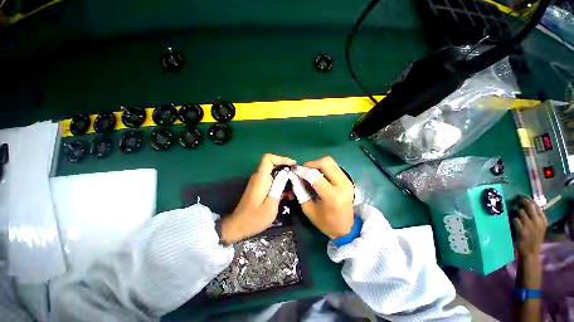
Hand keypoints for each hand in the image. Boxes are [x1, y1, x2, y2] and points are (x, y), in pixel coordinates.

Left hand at [221, 153, 295, 243]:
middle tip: (297, 177)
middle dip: (286, 169)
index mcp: (261, 178)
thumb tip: (286, 173)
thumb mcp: (271, 204)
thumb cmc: (254, 218)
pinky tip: (286, 195)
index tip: (293, 165)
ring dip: (284, 178)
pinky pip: (271, 181)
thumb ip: (278, 187)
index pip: (268, 158)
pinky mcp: (259, 188)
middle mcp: (259, 177)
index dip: (281, 158)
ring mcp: (258, 182)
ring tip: (293, 189)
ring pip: (273, 173)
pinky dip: (280, 184)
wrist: (238, 226)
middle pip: (273, 165)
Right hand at [294, 156, 354, 238]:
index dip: (303, 171)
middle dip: (311, 164)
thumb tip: (294, 176)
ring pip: (330, 162)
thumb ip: (300, 191)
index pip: (315, 176)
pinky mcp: (348, 179)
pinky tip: (318, 175)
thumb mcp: (308, 209)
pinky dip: (323, 167)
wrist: (347, 228)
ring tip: (310, 173)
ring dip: (317, 164)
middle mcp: (342, 185)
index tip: (295, 171)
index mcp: (332, 196)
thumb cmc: (326, 222)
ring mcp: (347, 180)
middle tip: (303, 170)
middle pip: (325, 162)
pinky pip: (333, 166)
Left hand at [513, 197, 546, 258]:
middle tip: (515, 199)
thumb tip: (526, 203)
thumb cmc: (533, 238)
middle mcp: (537, 221)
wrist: (531, 251)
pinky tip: (510, 219)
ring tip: (512, 211)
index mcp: (542, 219)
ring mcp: (529, 225)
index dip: (527, 199)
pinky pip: (514, 219)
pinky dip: (512, 218)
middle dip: (521, 201)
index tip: (521, 196)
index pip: (535, 204)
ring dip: (514, 210)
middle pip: (528, 205)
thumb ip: (534, 215)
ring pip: (520, 211)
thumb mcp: (538, 225)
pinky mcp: (521, 230)